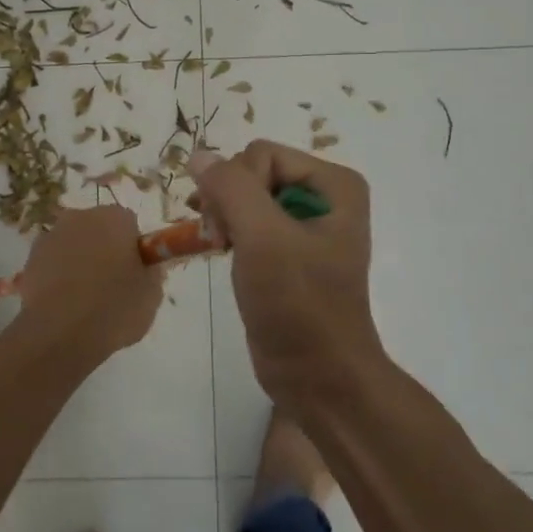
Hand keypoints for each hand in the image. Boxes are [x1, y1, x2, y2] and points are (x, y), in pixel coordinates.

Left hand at [16, 205, 165, 364]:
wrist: (60, 334)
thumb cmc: (114, 308)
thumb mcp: (152, 294)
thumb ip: (151, 272)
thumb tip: (144, 267)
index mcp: (114, 218)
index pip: (129, 224)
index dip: (133, 249)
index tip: (133, 273)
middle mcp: (80, 217)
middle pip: (98, 229)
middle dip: (104, 249)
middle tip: (111, 285)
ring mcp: (51, 236)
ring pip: (73, 244)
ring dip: (79, 261)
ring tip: (84, 299)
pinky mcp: (29, 259)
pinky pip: (52, 262)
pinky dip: (58, 275)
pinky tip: (64, 303)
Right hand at [189, 142, 383, 407]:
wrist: (318, 377)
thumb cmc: (299, 304)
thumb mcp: (264, 238)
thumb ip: (230, 188)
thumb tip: (198, 155)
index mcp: (335, 184)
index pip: (262, 154)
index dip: (237, 186)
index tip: (226, 229)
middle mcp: (325, 196)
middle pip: (254, 171)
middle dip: (229, 201)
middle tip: (220, 240)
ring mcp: (306, 224)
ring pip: (246, 195)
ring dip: (224, 217)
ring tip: (218, 246)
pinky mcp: (289, 251)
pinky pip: (249, 221)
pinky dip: (230, 232)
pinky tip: (222, 251)